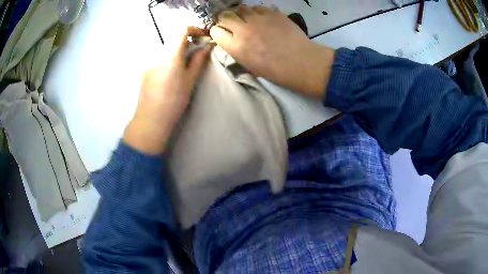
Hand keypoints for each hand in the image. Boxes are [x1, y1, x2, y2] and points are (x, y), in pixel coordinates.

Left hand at [124, 27, 210, 154]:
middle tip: (196, 51)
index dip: (194, 29)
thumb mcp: (190, 80)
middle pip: (173, 37)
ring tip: (184, 64)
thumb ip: (199, 60)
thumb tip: (206, 46)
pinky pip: (159, 56)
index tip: (202, 36)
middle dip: (187, 39)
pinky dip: (168, 56)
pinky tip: (170, 73)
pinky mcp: (145, 68)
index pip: (182, 30)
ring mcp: (149, 61)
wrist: (151, 118)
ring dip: (177, 48)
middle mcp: (158, 54)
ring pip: (166, 47)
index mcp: (171, 55)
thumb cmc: (174, 101)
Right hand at [209, 6, 334, 98]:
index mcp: (236, 47)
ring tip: (248, 20)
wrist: (301, 61)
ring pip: (240, 9)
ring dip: (241, 14)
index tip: (223, 34)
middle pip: (225, 16)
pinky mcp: (271, 13)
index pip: (215, 31)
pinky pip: (257, 7)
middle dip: (226, 19)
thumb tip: (231, 41)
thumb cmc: (276, 71)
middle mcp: (243, 30)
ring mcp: (258, 19)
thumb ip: (237, 51)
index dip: (218, 32)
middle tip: (233, 24)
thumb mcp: (250, 66)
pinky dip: (256, 12)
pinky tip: (262, 19)